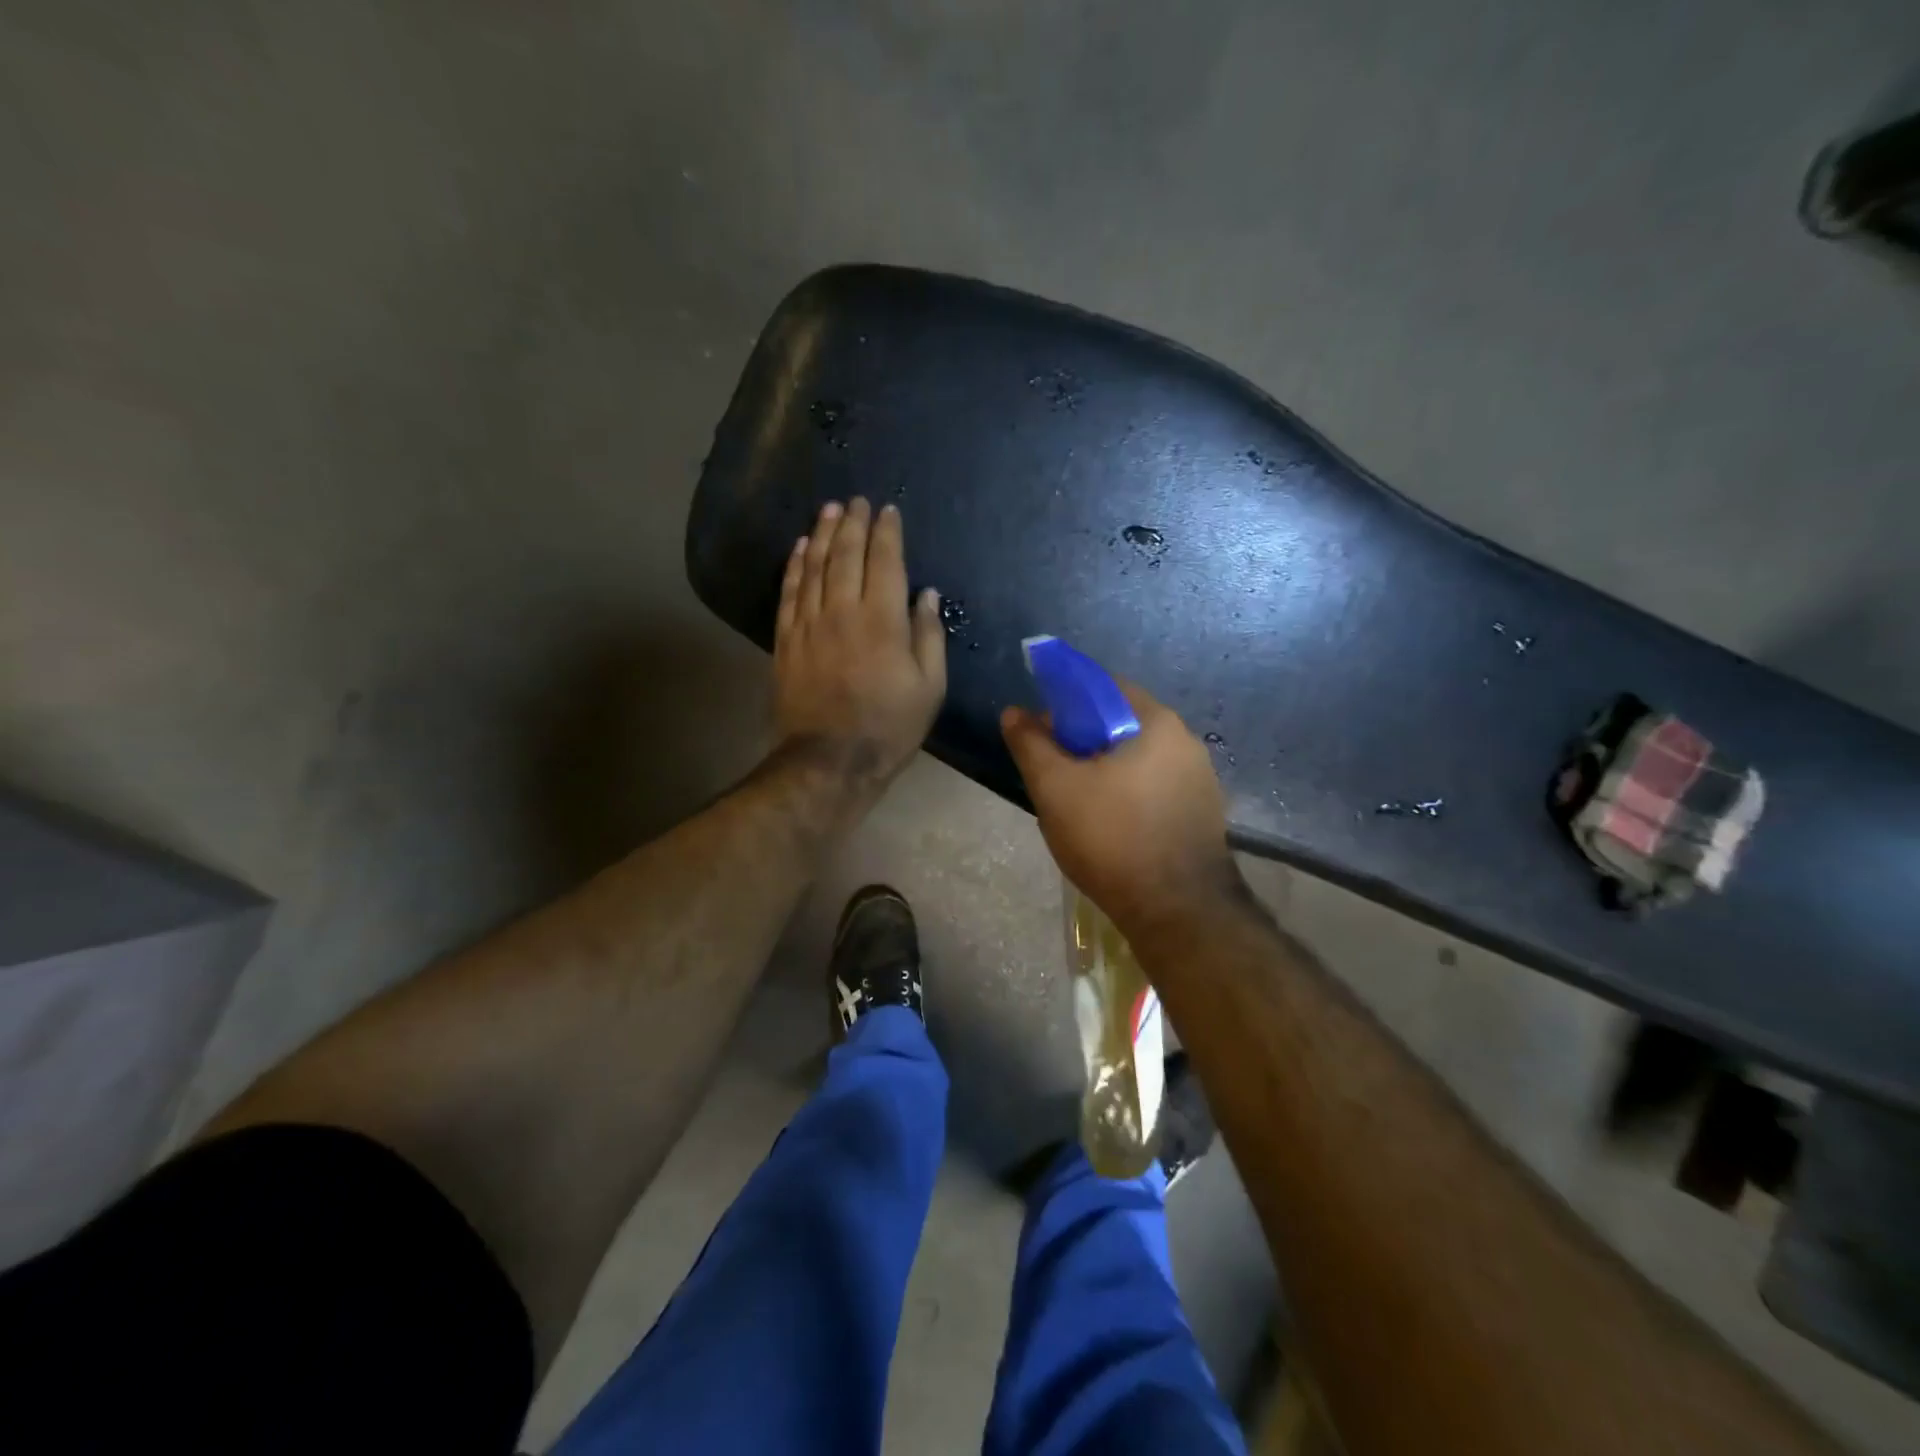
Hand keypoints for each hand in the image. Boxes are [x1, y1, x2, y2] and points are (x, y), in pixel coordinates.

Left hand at [774, 497, 945, 794]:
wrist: (830, 759)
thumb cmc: (889, 725)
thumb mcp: (929, 687)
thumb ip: (929, 635)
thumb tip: (926, 594)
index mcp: (883, 620)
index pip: (885, 561)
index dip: (887, 532)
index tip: (887, 511)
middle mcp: (843, 611)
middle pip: (846, 554)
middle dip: (852, 522)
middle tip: (856, 500)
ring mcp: (809, 623)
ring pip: (814, 566)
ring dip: (822, 534)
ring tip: (829, 510)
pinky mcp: (786, 640)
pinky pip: (790, 592)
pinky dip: (795, 565)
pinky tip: (800, 548)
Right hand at [1001, 681, 1241, 941]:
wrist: (1178, 911)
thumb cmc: (1112, 838)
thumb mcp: (1055, 788)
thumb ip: (1031, 744)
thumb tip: (1014, 712)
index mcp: (1156, 723)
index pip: (1104, 688)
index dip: (1066, 702)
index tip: (1042, 731)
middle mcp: (1186, 742)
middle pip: (1121, 724)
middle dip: (1082, 741)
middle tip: (1052, 771)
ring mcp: (1199, 780)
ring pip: (1137, 759)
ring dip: (1103, 770)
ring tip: (1075, 803)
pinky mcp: (1202, 813)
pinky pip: (1154, 787)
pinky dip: (1127, 794)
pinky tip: (1108, 825)